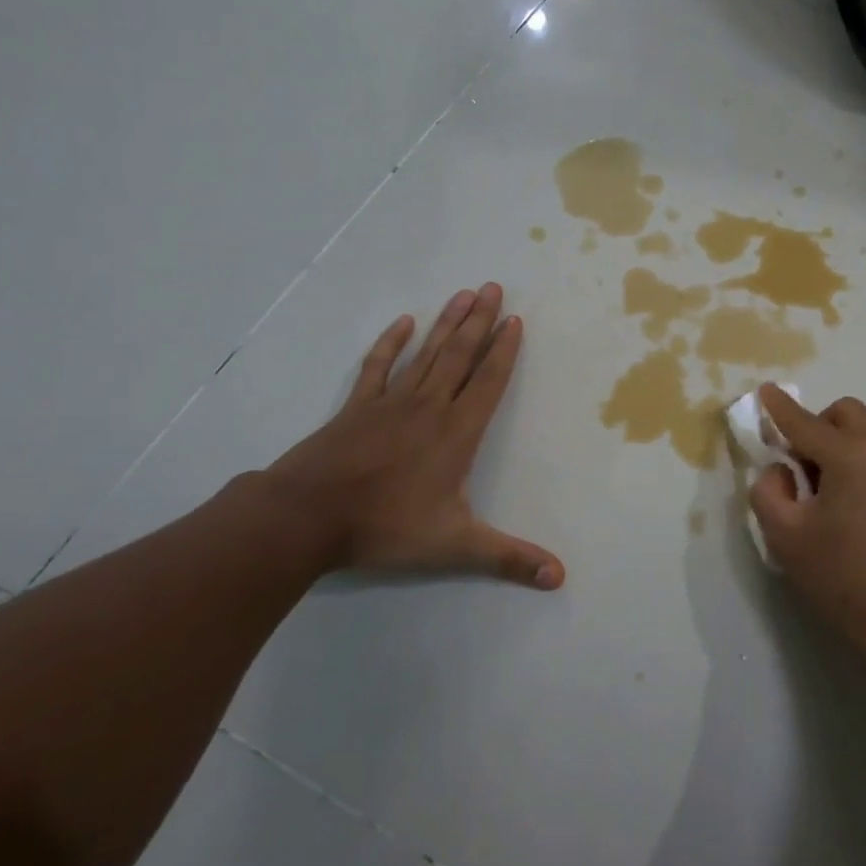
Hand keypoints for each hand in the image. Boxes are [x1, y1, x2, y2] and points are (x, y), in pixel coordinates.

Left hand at [263, 283, 564, 588]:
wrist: (305, 518)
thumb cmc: (385, 528)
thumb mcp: (455, 547)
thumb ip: (509, 559)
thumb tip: (559, 577)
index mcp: (456, 433)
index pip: (488, 383)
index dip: (505, 351)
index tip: (516, 321)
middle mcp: (428, 408)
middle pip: (460, 356)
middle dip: (481, 322)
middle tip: (494, 287)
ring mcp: (389, 403)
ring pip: (426, 354)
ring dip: (447, 323)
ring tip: (464, 294)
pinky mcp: (356, 408)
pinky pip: (378, 367)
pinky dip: (391, 343)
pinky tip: (403, 322)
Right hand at [749, 386, 865, 667]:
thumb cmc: (843, 579)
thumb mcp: (785, 537)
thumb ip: (769, 490)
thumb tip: (782, 470)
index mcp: (852, 456)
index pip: (805, 423)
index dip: (779, 408)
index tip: (764, 391)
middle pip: (844, 414)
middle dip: (815, 426)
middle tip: (797, 466)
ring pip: (865, 431)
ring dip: (838, 443)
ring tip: (822, 491)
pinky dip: (858, 459)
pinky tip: (848, 503)